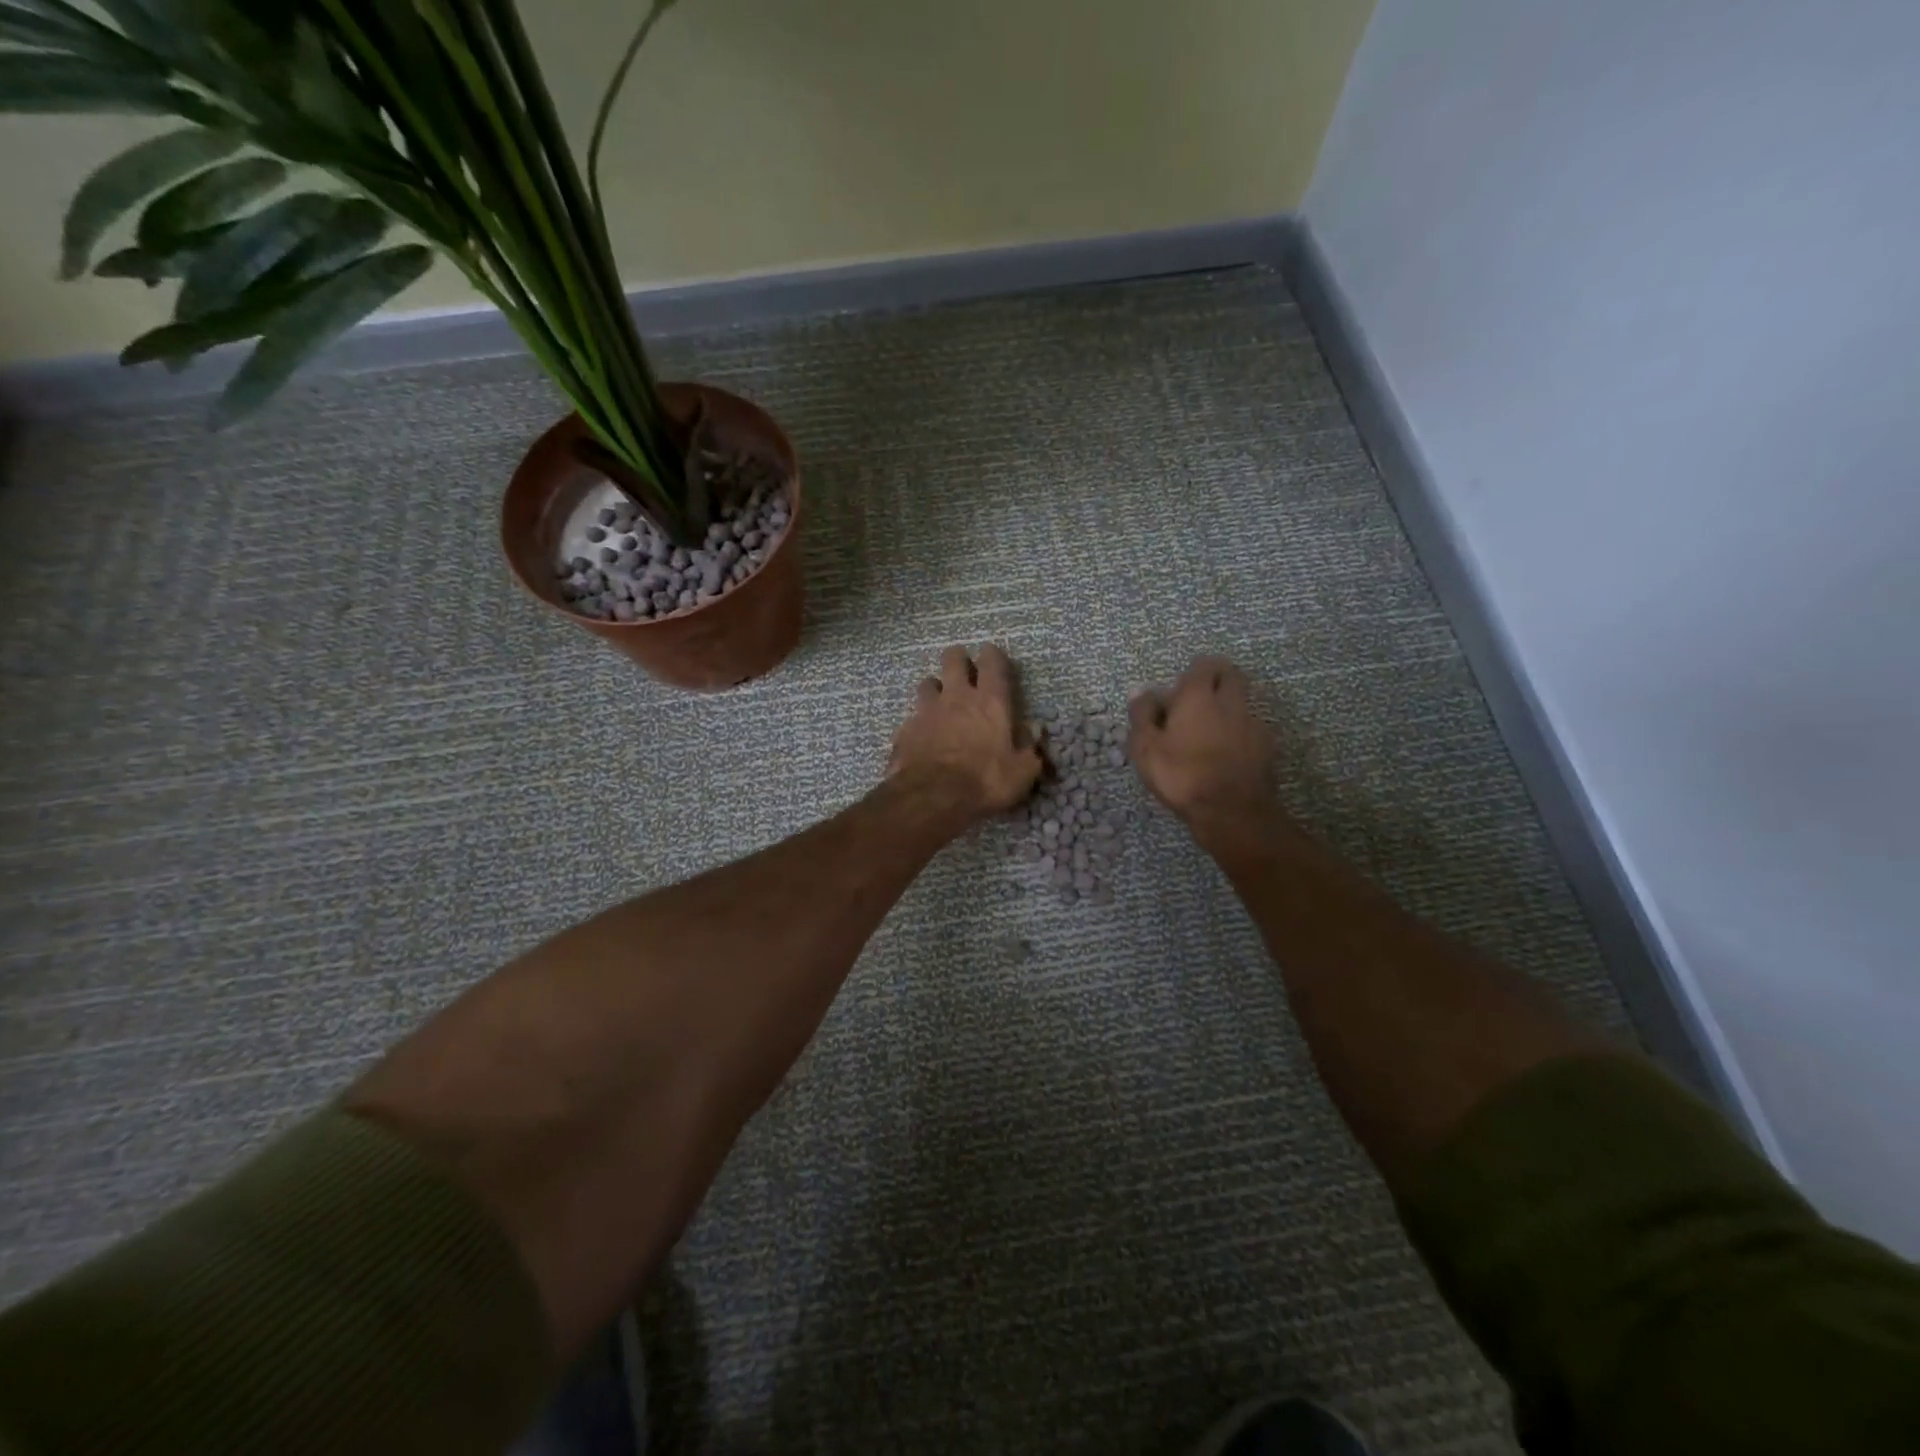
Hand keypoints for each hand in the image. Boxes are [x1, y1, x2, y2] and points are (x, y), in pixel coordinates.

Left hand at [889, 644, 1042, 817]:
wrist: (932, 797)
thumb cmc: (985, 782)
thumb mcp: (1021, 772)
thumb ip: (1031, 750)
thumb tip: (1036, 733)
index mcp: (991, 702)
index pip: (992, 663)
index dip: (993, 656)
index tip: (992, 656)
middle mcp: (957, 697)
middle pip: (953, 660)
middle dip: (959, 659)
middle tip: (963, 668)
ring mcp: (927, 711)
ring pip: (928, 682)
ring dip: (935, 687)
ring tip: (940, 700)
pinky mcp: (906, 730)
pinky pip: (913, 716)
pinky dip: (919, 721)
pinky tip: (922, 735)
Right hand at [1129, 657, 1280, 838]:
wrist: (1233, 812)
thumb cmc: (1182, 775)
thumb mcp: (1146, 747)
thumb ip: (1142, 715)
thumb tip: (1142, 692)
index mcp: (1199, 696)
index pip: (1203, 665)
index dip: (1191, 674)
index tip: (1178, 691)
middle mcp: (1231, 702)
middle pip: (1231, 675)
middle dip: (1216, 680)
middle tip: (1197, 702)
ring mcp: (1253, 724)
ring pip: (1242, 703)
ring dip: (1227, 709)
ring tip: (1208, 734)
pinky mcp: (1267, 748)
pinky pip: (1251, 730)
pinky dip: (1239, 734)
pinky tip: (1226, 755)